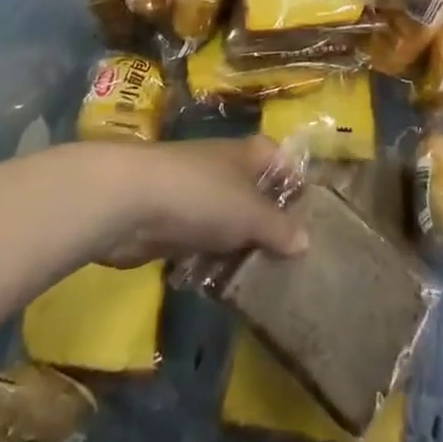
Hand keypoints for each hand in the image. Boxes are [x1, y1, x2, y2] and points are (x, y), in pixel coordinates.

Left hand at [85, 136, 307, 268]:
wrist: (130, 201)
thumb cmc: (201, 195)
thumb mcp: (250, 213)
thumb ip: (279, 228)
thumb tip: (307, 240)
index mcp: (245, 154)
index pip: (278, 158)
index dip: (294, 180)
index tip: (312, 214)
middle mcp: (222, 169)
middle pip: (253, 193)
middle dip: (269, 222)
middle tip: (294, 259)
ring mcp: (194, 196)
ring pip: (226, 222)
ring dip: (238, 247)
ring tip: (264, 281)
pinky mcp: (170, 224)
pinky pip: (200, 243)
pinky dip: (210, 261)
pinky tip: (223, 286)